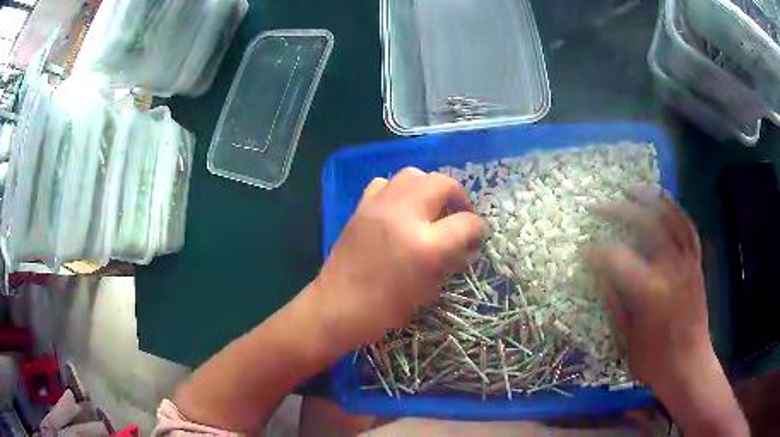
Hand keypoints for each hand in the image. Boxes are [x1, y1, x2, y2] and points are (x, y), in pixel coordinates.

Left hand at [313, 167, 484, 349]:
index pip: (466, 223)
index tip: (476, 236)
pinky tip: (400, 208)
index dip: (478, 230)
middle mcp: (404, 216)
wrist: (337, 307)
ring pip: (414, 174)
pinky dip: (398, 190)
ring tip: (431, 207)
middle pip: (443, 183)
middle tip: (459, 214)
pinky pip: (385, 183)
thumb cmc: (385, 310)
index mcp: (426, 245)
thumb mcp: (428, 291)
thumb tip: (465, 247)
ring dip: (429, 187)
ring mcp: (379, 206)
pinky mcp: (361, 207)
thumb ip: (450, 262)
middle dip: (459, 196)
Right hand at [587, 189, 746, 435]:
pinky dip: (676, 209)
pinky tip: (664, 200)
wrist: (690, 366)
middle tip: (597, 208)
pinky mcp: (696, 263)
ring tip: (630, 189)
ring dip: (648, 199)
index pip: (617, 258)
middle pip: (644, 225)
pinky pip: (688, 227)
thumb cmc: (654, 360)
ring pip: (669, 217)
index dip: (596, 252)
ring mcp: (687, 262)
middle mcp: (671, 268)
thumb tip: (597, 272)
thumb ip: (612, 300)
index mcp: (650, 292)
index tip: (583, 250)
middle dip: (618, 211)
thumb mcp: (626, 337)